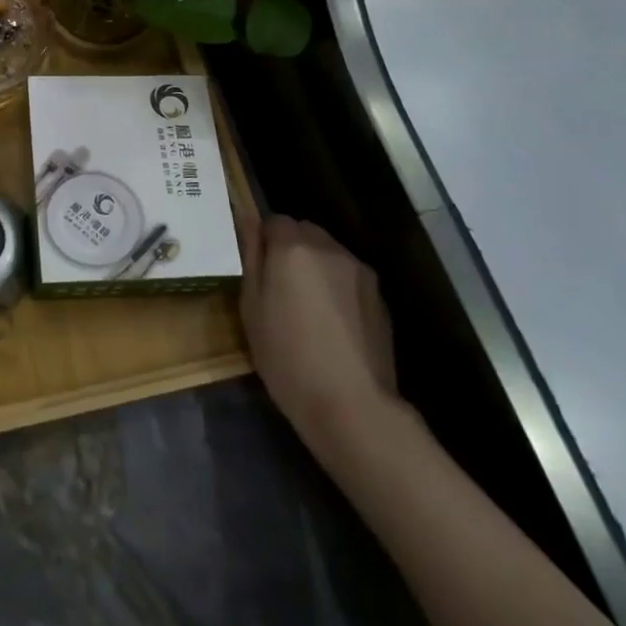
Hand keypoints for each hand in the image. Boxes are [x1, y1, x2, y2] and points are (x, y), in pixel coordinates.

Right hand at [239, 215, 402, 463]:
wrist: (351, 404)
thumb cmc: (286, 356)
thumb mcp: (251, 308)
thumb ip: (251, 259)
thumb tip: (246, 224)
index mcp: (292, 248)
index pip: (273, 220)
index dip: (262, 240)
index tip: (256, 269)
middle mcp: (329, 249)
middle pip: (304, 232)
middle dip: (289, 249)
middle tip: (277, 287)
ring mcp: (359, 271)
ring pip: (328, 253)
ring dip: (314, 267)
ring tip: (306, 307)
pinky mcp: (379, 296)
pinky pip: (348, 276)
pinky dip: (336, 287)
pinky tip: (331, 324)